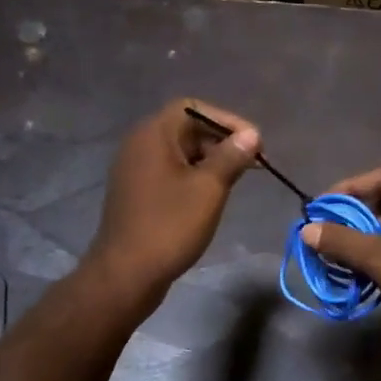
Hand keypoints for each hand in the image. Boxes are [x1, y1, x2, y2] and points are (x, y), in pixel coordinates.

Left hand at [84, 99, 259, 307]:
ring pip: (180, 152)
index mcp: (153, 134)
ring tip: (238, 179)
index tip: (254, 143)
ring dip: (211, 160)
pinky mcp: (138, 192)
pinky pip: (170, 172)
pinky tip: (213, 195)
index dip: (227, 120)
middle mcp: (140, 144)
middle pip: (186, 128)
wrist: (126, 273)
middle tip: (252, 163)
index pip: (193, 107)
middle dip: (222, 141)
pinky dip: (194, 176)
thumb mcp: (208, 188)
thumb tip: (251, 135)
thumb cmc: (170, 226)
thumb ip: (231, 157)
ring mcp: (135, 169)